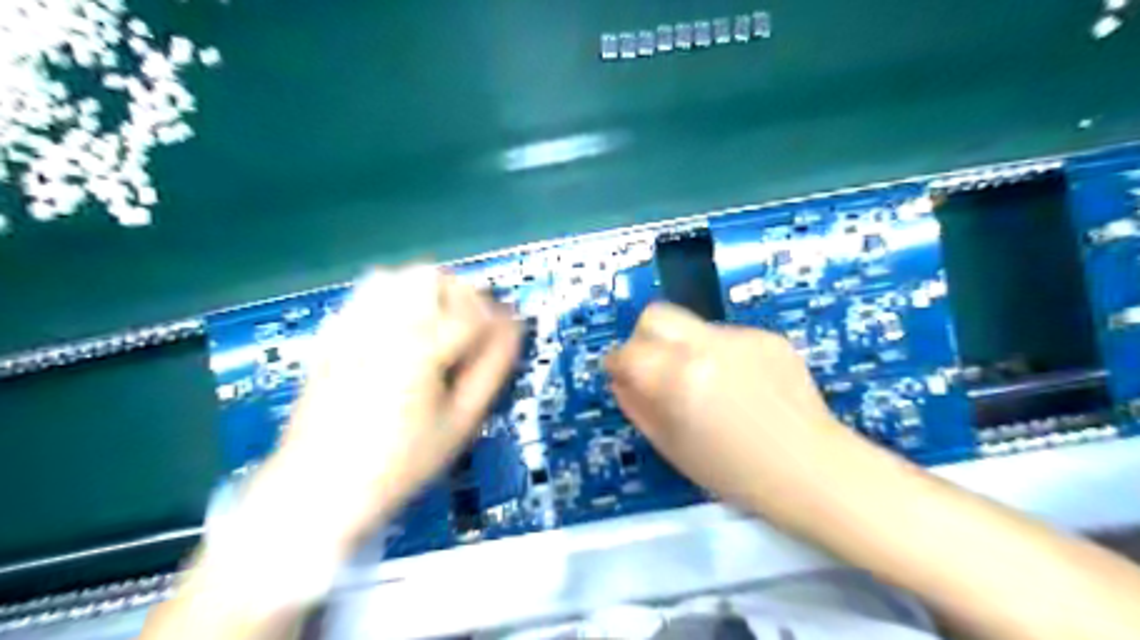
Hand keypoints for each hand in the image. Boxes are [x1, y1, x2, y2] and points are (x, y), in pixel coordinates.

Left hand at [254, 266, 518, 554]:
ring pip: (395, 276)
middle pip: (431, 277)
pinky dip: (392, 299)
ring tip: (436, 325)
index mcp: (419, 347)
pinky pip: (365, 295)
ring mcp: (350, 326)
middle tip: (470, 332)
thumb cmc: (401, 461)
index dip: (498, 321)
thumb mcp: (460, 421)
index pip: (472, 311)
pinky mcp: (331, 335)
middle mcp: (382, 325)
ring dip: (425, 291)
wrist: (321, 486)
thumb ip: (492, 369)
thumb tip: (512, 329)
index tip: (506, 337)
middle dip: (461, 296)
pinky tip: (399, 332)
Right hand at [606, 303, 853, 516]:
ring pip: (693, 327)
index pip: (628, 351)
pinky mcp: (769, 336)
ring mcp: (742, 336)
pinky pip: (728, 338)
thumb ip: (637, 406)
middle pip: (656, 315)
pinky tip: (742, 387)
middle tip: (653, 368)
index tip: (619, 374)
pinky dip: (721, 356)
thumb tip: (621, 379)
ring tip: (710, 387)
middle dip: (644, 338)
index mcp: (679, 378)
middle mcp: (707, 345)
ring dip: (686, 349)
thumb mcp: (672, 447)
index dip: (616, 363)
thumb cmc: (735, 473)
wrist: (813, 470)